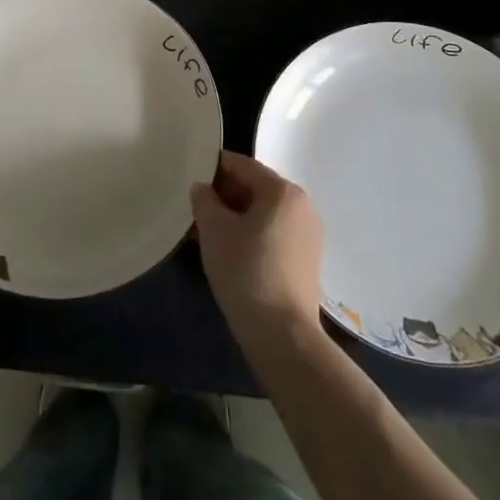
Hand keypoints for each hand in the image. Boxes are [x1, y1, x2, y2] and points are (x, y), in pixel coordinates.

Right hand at [190, 151, 324, 350]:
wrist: (282, 334)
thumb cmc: (246, 271)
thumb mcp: (214, 230)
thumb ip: (204, 200)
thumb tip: (202, 189)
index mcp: (283, 191)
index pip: (243, 165)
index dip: (215, 167)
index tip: (191, 175)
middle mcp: (302, 206)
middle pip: (256, 188)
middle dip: (224, 195)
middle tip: (196, 208)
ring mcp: (308, 235)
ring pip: (264, 213)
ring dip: (236, 217)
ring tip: (208, 232)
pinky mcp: (307, 260)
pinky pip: (274, 234)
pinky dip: (252, 235)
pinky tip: (231, 252)